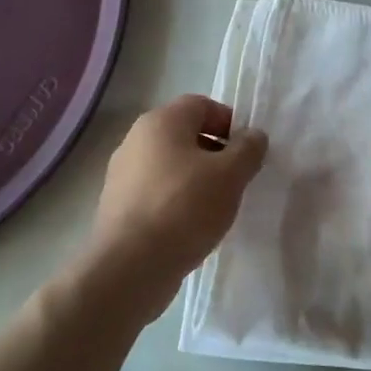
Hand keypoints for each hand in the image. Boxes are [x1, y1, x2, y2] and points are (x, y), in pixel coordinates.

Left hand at [87, 95, 266, 321]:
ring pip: (170, 164)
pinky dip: (175, 200)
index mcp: (161, 121)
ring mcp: (121, 172)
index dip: (229, 123)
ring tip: (214, 207)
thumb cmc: (184, 207)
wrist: (130, 266)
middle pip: (184, 134)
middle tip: (235, 180)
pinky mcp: (117, 205)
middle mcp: (135, 138)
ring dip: (195, 178)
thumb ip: (248, 149)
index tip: (245, 153)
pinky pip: (155, 191)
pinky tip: (189, 226)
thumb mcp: (231, 175)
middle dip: (214, 152)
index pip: (202, 105)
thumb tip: (253, 136)